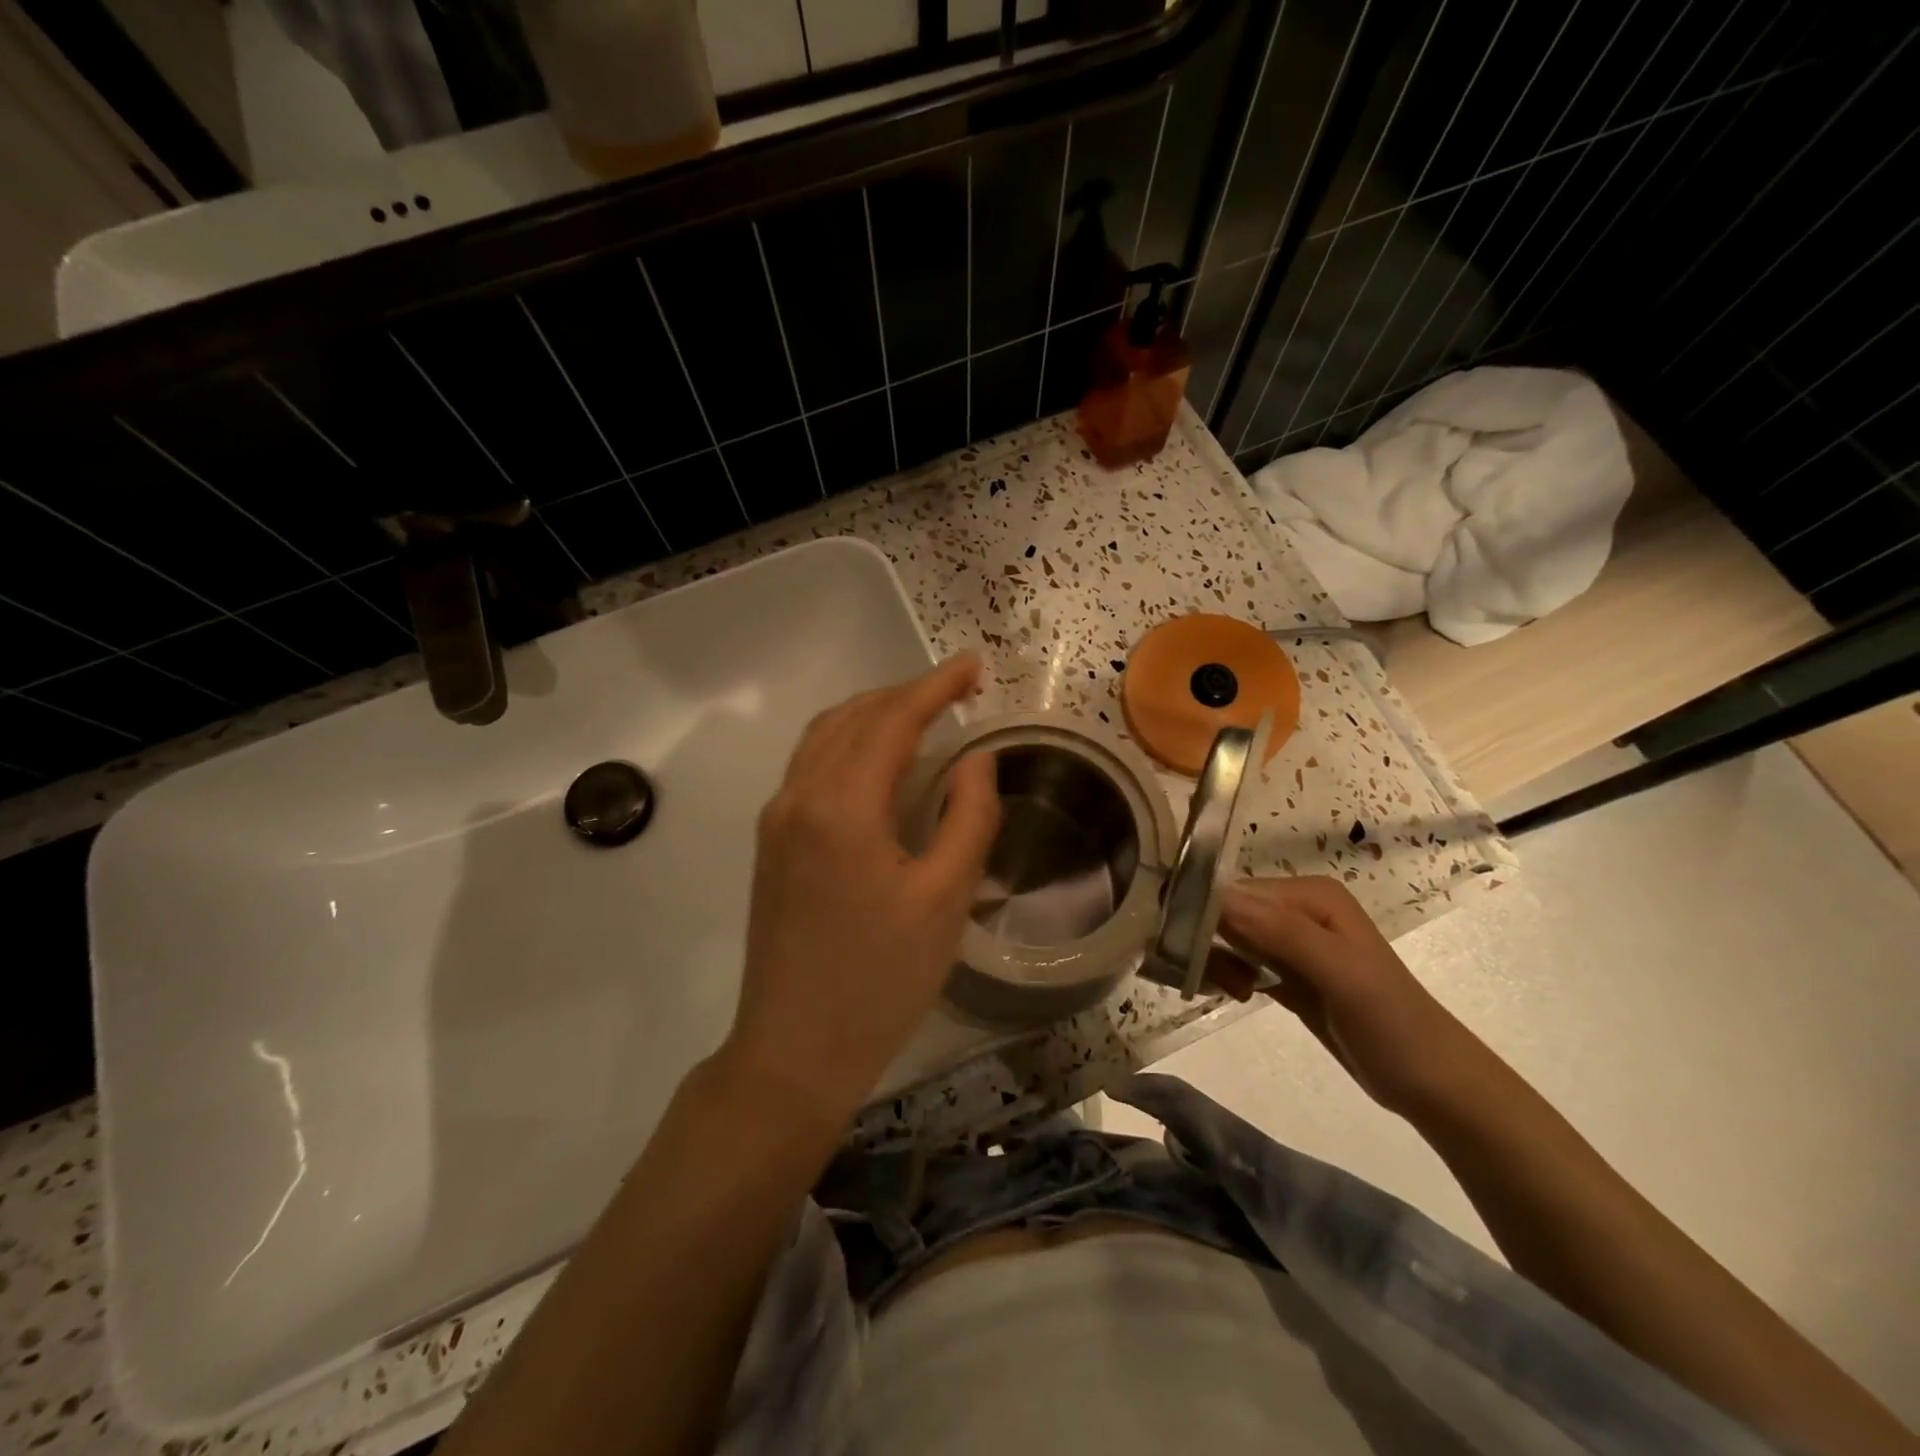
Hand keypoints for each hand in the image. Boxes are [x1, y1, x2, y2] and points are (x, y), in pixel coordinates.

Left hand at [718, 656, 1000, 1126]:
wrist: (793, 1050)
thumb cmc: (880, 980)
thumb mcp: (945, 899)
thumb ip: (969, 817)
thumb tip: (977, 758)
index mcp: (841, 805)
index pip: (893, 720)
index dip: (936, 687)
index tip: (973, 665)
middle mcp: (798, 796)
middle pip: (853, 718)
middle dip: (906, 694)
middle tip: (956, 690)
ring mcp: (777, 819)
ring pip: (824, 737)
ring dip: (873, 714)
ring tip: (921, 715)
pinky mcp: (772, 843)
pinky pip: (810, 766)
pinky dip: (849, 743)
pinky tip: (879, 762)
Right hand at [1210, 876, 1490, 1117]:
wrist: (1432, 1084)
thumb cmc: (1392, 1023)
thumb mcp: (1341, 973)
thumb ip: (1281, 933)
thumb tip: (1216, 899)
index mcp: (1309, 894)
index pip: (1235, 891)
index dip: (1204, 915)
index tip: (1184, 949)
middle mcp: (1296, 909)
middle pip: (1226, 912)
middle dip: (1207, 941)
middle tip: (1216, 980)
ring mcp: (1291, 941)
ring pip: (1228, 937)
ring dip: (1216, 960)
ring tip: (1234, 992)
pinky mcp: (1286, 972)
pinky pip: (1239, 960)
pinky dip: (1227, 974)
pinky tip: (1238, 994)